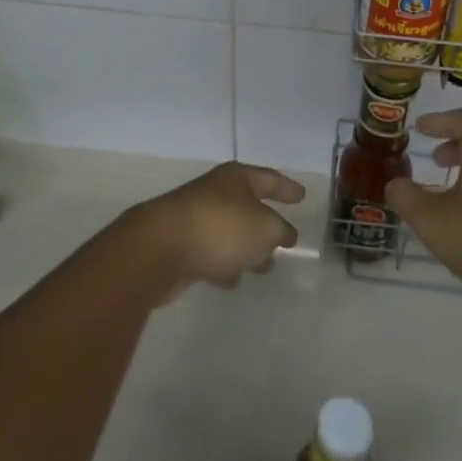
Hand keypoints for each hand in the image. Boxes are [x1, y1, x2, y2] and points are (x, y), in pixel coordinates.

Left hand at [125, 162, 302, 295]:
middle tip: (284, 242)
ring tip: (262, 268)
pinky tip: (230, 281)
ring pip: (230, 233)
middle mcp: (215, 193)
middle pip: (248, 207)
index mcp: (236, 179)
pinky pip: (210, 253)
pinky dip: (223, 264)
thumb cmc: (220, 228)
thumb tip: (285, 234)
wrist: (159, 248)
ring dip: (245, 249)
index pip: (269, 179)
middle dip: (266, 225)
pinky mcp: (180, 246)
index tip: (302, 197)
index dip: (287, 189)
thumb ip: (280, 231)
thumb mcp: (265, 228)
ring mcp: (195, 219)